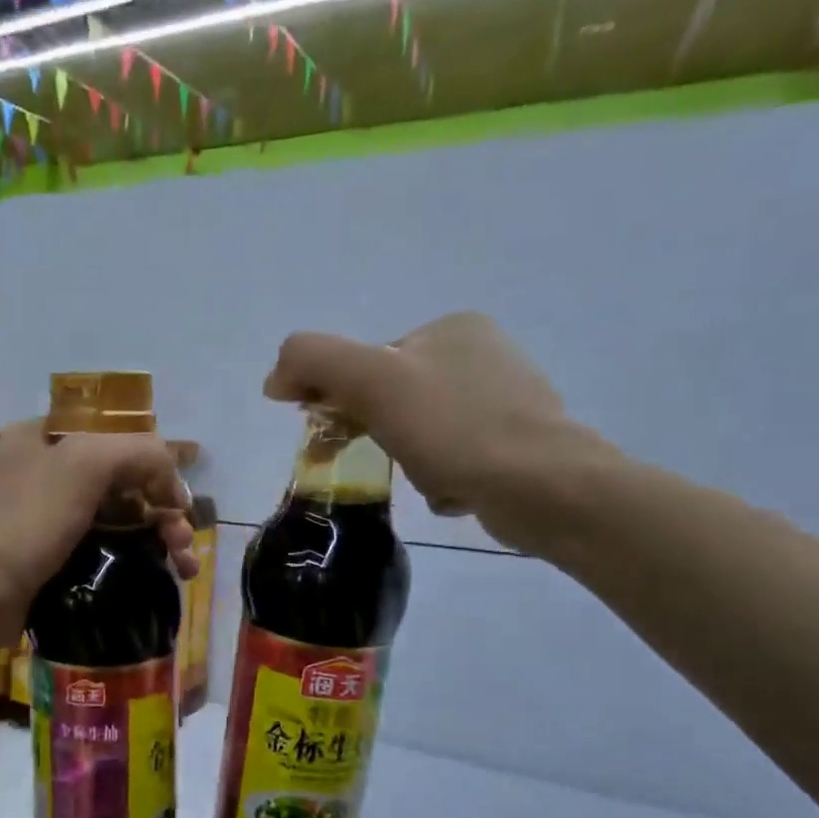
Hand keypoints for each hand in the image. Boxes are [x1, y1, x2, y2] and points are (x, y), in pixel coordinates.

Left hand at [0, 419, 196, 636]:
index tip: (176, 503)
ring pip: (118, 520)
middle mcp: (46, 471)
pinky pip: (102, 552)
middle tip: (183, 543)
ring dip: (158, 539)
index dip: (155, 466)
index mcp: (49, 437)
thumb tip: (171, 480)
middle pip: (123, 483)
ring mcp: (45, 518)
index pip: (118, 438)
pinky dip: (133, 562)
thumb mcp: (86, 463)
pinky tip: (159, 580)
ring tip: (183, 569)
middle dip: (163, 510)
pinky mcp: (48, 559)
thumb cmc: (27, 520)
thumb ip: (138, 451)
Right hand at [264, 312, 613, 549]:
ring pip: (424, 433)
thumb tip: (276, 378)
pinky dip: (443, 478)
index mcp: (453, 327)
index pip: (372, 363)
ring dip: (413, 461)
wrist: (542, 486)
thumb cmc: (454, 429)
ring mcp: (508, 398)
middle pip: (397, 399)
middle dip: (384, 434)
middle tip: (389, 459)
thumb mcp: (372, 380)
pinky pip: (455, 458)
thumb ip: (313, 360)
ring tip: (431, 478)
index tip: (343, 434)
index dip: (346, 399)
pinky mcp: (522, 442)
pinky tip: (455, 490)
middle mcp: (485, 353)